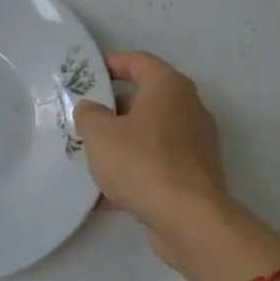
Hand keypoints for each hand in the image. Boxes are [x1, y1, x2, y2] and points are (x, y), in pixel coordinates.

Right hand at [74, 51, 279, 280]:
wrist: (189, 219)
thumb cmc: (141, 162)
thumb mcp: (99, 132)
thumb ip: (89, 113)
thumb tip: (92, 110)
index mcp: (169, 86)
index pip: (137, 61)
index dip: (110, 63)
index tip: (86, 72)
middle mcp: (188, 108)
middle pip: (144, 98)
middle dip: (112, 108)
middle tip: (83, 118)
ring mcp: (196, 143)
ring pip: (150, 133)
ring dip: (122, 141)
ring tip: (91, 155)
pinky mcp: (196, 175)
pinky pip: (158, 163)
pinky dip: (135, 170)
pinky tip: (106, 193)